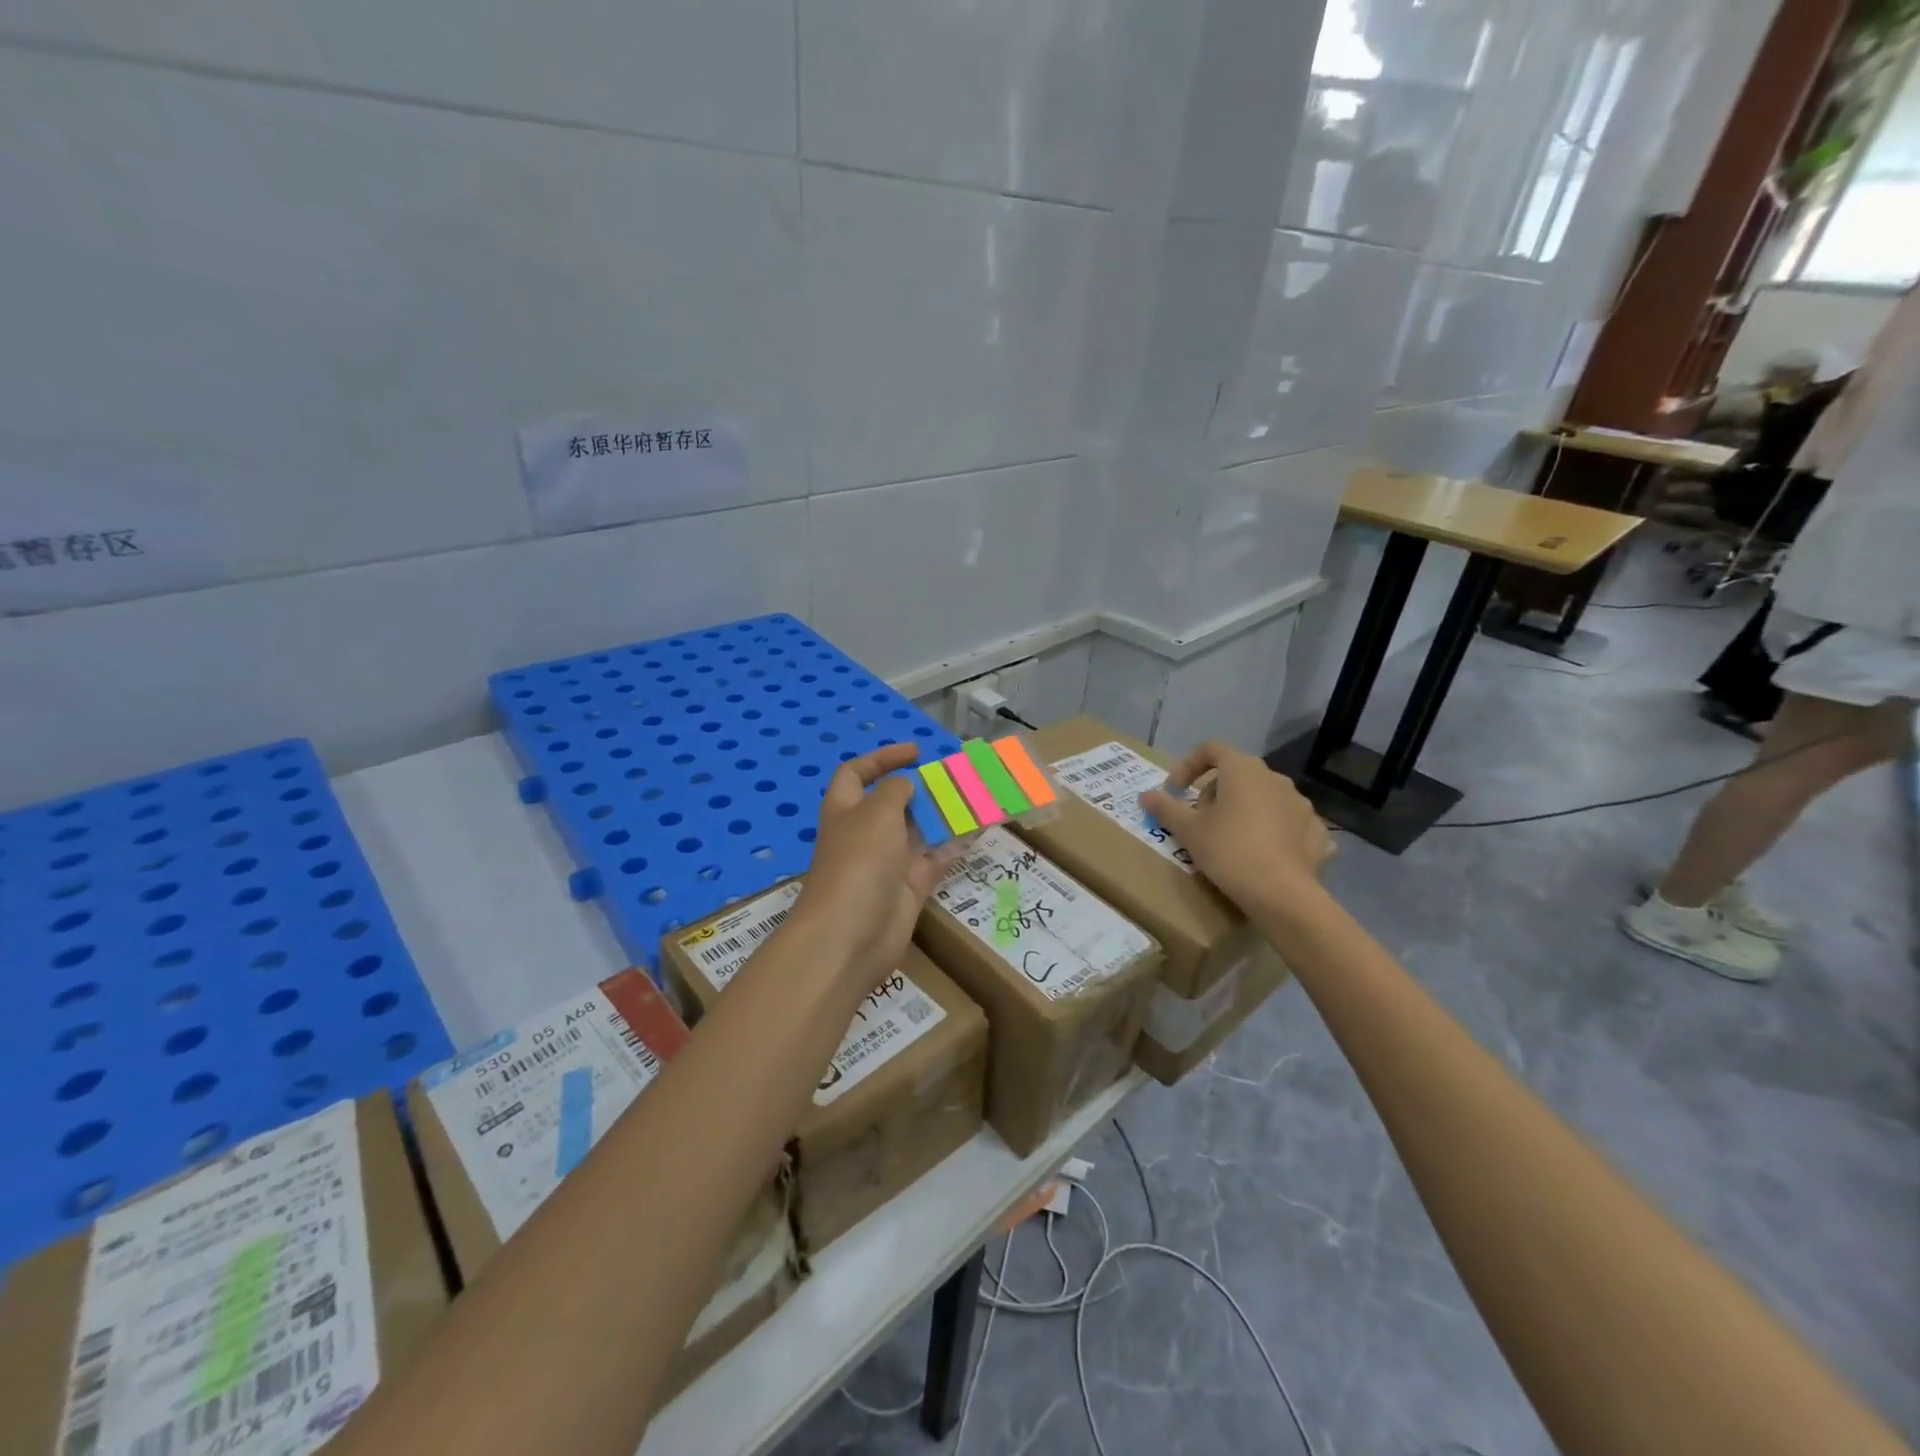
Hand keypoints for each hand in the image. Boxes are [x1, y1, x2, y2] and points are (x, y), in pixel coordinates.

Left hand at [795, 743, 956, 995]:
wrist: (851, 935)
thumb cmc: (859, 861)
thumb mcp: (877, 812)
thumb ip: (896, 790)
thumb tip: (908, 785)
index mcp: (846, 809)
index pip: (857, 773)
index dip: (883, 758)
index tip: (916, 752)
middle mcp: (865, 832)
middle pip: (894, 802)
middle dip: (922, 788)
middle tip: (957, 777)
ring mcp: (888, 862)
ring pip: (919, 831)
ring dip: (944, 815)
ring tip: (977, 797)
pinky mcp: (910, 888)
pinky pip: (936, 859)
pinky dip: (955, 845)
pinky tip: (979, 830)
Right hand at [1139, 742, 1333, 917]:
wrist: (1282, 894)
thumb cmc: (1228, 850)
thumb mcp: (1187, 830)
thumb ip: (1165, 807)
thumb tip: (1145, 795)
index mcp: (1243, 769)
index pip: (1210, 750)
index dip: (1187, 766)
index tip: (1175, 792)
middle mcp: (1275, 778)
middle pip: (1237, 774)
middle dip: (1215, 793)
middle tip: (1200, 821)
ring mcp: (1301, 804)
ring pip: (1264, 798)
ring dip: (1244, 811)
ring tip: (1231, 839)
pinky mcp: (1317, 832)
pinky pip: (1287, 824)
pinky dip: (1272, 832)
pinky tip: (1263, 855)